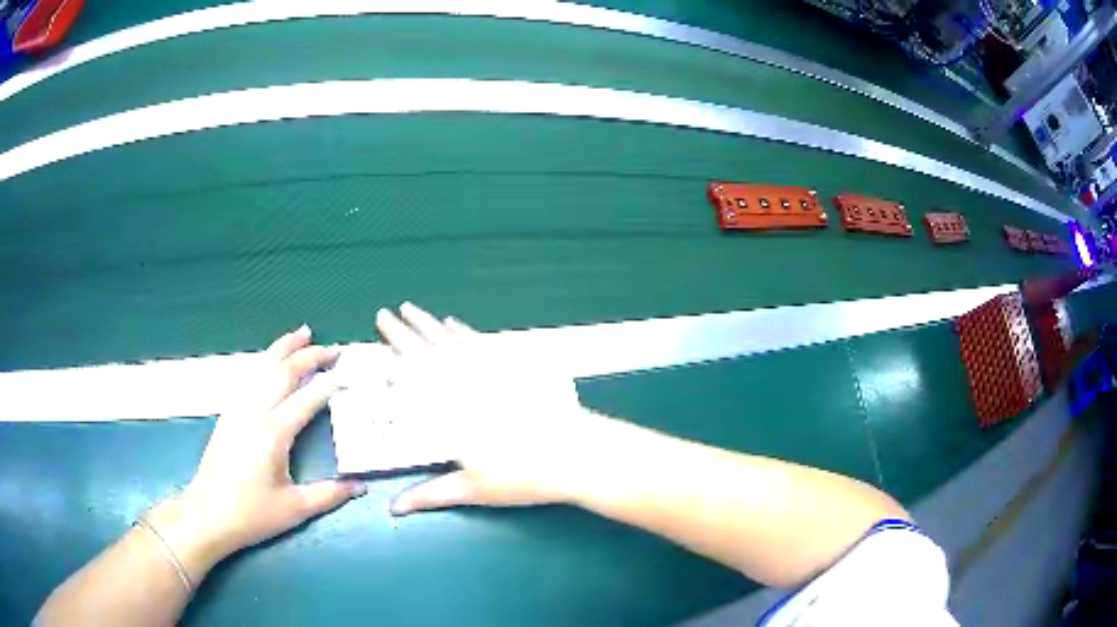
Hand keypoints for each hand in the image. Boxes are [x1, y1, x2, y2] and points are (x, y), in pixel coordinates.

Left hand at [146, 326, 366, 579]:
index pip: (307, 399)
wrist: (207, 514)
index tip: (349, 376)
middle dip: (309, 356)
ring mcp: (237, 409)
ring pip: (262, 367)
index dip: (329, 385)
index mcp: (273, 433)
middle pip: (283, 372)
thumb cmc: (251, 514)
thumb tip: (361, 486)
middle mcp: (254, 412)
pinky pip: (249, 378)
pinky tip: (270, 362)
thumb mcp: (295, 509)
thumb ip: (329, 494)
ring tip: (302, 333)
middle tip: (332, 349)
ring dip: (283, 348)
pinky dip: (265, 362)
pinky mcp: (228, 414)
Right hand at [375, 303, 600, 514]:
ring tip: (413, 310)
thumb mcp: (473, 489)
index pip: (413, 372)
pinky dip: (465, 332)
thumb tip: (394, 509)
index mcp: (450, 408)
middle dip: (405, 330)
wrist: (578, 454)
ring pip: (453, 340)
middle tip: (386, 313)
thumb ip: (430, 494)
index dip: (394, 349)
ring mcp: (493, 371)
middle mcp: (467, 382)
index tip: (379, 330)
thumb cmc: (523, 475)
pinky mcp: (516, 367)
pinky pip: (482, 343)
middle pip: (429, 349)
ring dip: (430, 324)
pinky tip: (455, 324)